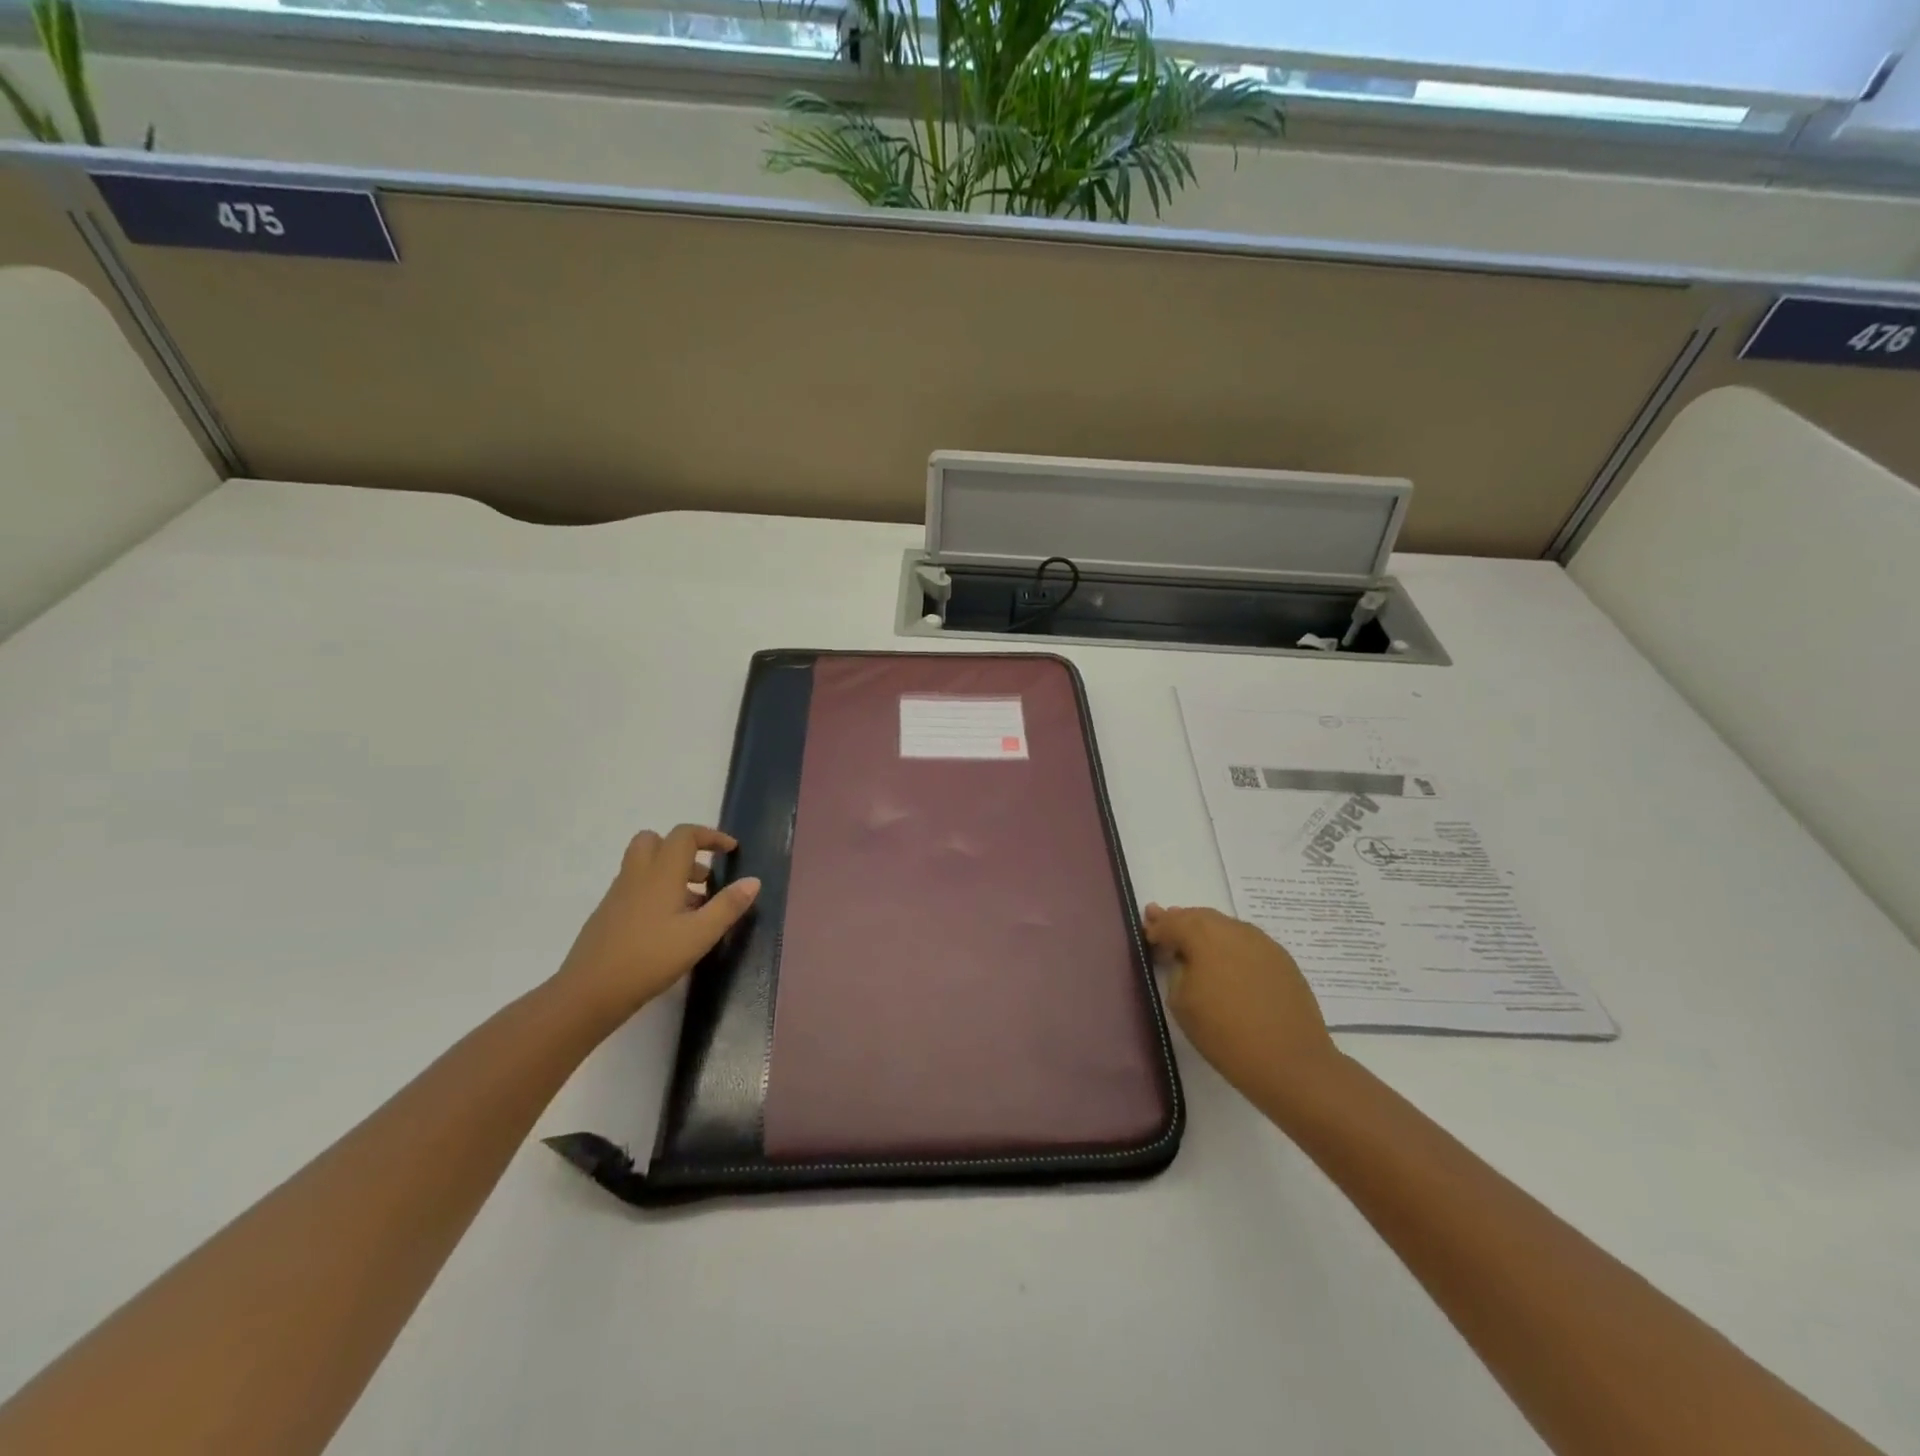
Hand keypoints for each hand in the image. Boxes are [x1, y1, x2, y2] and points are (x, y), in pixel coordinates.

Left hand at [553, 825, 760, 1019]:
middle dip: (683, 849)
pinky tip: (669, 925)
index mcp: (661, 874)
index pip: (684, 835)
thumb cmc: (650, 959)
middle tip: (703, 875)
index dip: (710, 836)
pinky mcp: (608, 914)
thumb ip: (728, 906)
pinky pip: (635, 886)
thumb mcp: (700, 935)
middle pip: (655, 840)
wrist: (589, 992)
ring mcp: (618, 894)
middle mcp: (637, 876)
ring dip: (671, 871)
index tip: (731, 850)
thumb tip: (753, 881)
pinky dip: (655, 891)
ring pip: (644, 864)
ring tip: (694, 905)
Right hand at [1142, 904, 1340, 1103]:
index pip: (1172, 923)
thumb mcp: (1181, 1002)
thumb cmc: (1225, 1033)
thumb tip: (1184, 959)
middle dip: (1180, 922)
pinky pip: (1246, 943)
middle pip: (1199, 917)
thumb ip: (1176, 970)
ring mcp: (1262, 942)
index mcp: (1204, 935)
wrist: (1290, 1062)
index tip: (1147, 937)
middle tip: (1165, 930)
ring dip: (1206, 933)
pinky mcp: (1282, 959)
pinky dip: (1230, 947)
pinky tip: (1226, 963)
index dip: (1157, 929)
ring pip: (1225, 927)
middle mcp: (1233, 929)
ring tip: (1194, 947)